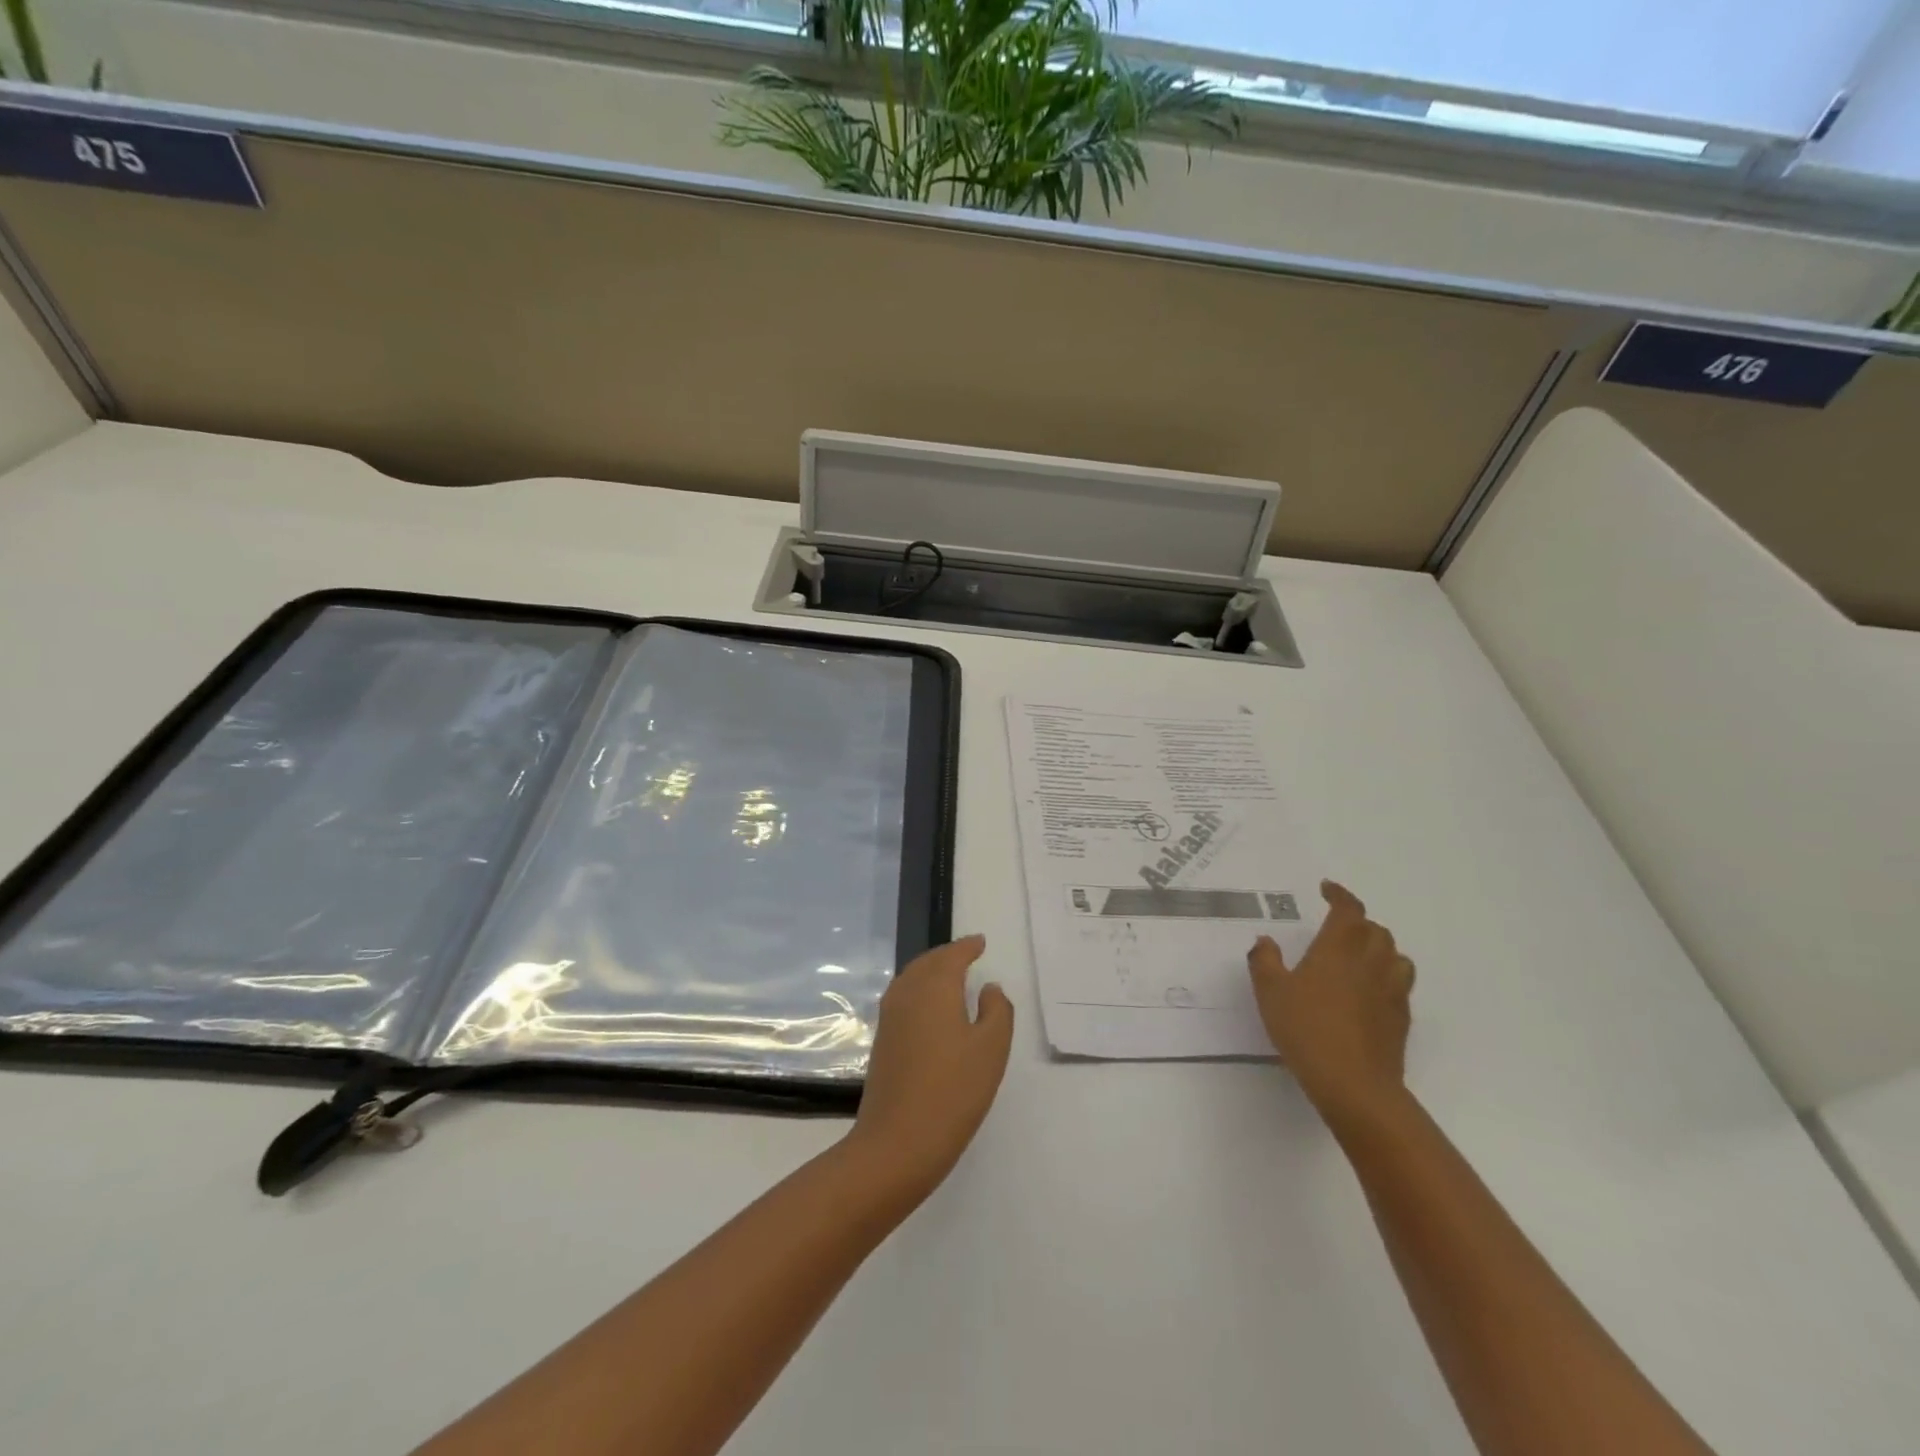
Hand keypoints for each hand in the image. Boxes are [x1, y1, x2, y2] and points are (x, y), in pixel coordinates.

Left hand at [848, 935, 1013, 1201]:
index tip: (980, 942)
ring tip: (951, 976)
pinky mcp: (882, 1041)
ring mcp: (890, 1018)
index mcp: (934, 988)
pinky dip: (919, 991)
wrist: (897, 1143)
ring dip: (931, 971)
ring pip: (911, 979)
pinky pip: (903, 998)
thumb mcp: (991, 1049)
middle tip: (967, 954)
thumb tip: (989, 988)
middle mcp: (907, 994)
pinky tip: (930, 1008)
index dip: (967, 947)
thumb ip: (997, 1011)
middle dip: (947, 955)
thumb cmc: (953, 1091)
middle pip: (928, 963)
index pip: (952, 956)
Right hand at [1248, 881, 1414, 1127]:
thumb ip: (1264, 962)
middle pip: (1376, 931)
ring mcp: (1391, 991)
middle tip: (1337, 928)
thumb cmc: (1307, 1030)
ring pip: (1396, 956)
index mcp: (1338, 949)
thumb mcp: (1270, 993)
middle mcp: (1370, 963)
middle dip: (1358, 923)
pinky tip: (1368, 993)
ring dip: (1379, 948)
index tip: (1327, 889)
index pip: (1348, 910)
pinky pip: (1400, 985)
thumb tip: (1265, 941)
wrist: (1355, 1085)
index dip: (1340, 895)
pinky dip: (1386, 977)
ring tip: (1359, 957)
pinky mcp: (1401, 1018)